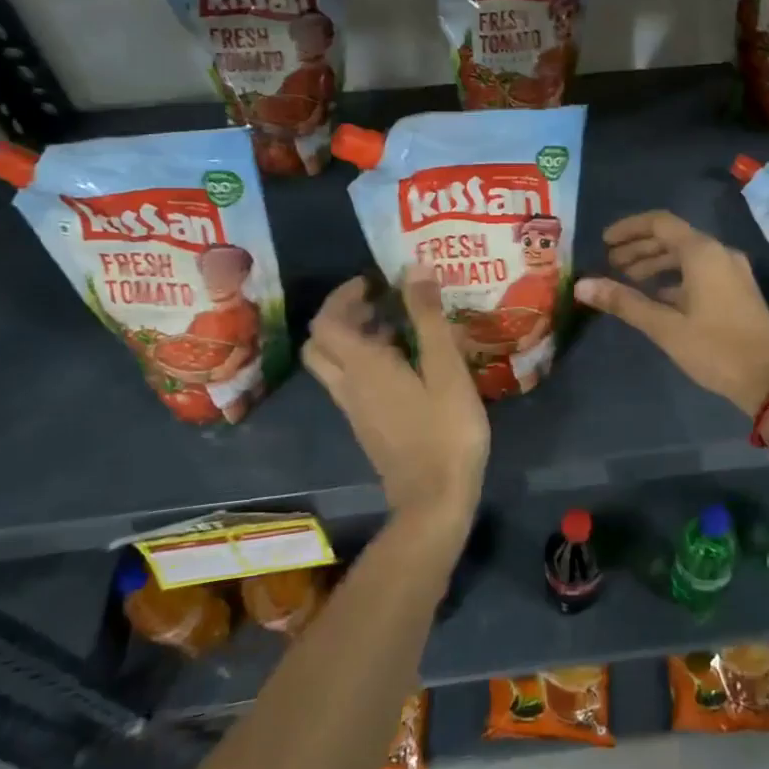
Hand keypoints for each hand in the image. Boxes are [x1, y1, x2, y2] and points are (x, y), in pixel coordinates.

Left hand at [303, 265, 488, 533]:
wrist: (434, 499)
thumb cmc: (445, 430)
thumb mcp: (446, 368)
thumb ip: (428, 318)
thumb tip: (413, 269)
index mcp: (363, 366)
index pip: (327, 321)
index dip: (344, 295)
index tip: (376, 281)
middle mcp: (349, 385)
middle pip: (322, 343)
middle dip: (344, 315)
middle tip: (381, 302)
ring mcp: (356, 410)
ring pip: (335, 365)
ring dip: (356, 339)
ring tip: (401, 328)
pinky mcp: (368, 427)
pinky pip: (353, 384)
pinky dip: (367, 363)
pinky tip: (408, 366)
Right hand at [575, 211, 768, 416]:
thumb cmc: (716, 349)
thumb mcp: (665, 327)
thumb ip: (624, 302)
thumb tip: (582, 285)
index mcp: (703, 253)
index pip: (660, 223)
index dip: (629, 229)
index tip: (604, 242)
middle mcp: (720, 253)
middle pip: (673, 238)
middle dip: (640, 248)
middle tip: (611, 263)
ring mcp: (733, 272)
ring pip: (688, 256)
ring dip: (657, 264)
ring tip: (628, 280)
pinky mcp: (738, 291)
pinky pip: (701, 272)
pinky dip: (675, 279)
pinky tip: (658, 298)